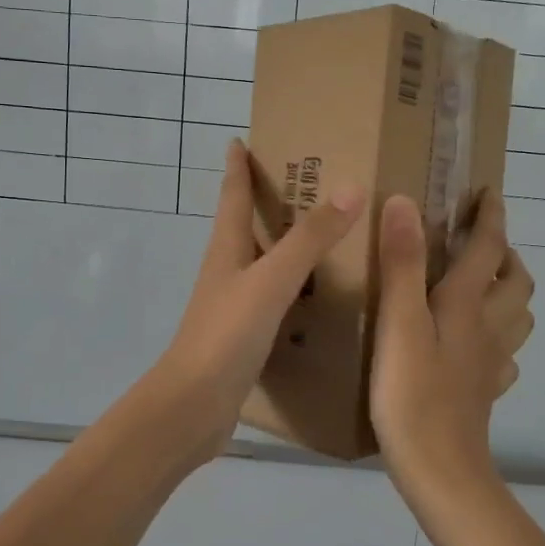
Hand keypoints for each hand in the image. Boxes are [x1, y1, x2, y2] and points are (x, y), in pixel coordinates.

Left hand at [144, 139, 365, 467]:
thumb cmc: (226, 335)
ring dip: (283, 244)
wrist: (194, 406)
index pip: (231, 195)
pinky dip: (293, 286)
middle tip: (308, 182)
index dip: (237, 166)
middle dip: (268, 200)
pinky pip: (273, 298)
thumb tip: (350, 188)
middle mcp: (227, 270)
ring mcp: (233, 305)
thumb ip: (309, 238)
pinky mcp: (244, 335)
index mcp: (226, 248)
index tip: (241, 139)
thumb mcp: (271, 280)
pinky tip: (319, 295)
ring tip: (324, 234)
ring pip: (261, 262)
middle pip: (245, 224)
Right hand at [370, 189, 534, 482]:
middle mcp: (488, 328)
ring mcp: (490, 363)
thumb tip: (404, 201)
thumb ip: (402, 262)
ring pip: (517, 317)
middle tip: (479, 243)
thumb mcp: (399, 322)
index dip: (490, 215)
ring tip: (479, 285)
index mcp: (468, 304)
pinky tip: (473, 345)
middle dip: (505, 254)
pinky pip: (503, 355)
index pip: (488, 247)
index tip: (487, 190)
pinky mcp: (483, 391)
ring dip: (507, 292)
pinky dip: (496, 337)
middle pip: (517, 282)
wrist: (438, 468)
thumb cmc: (412, 393)